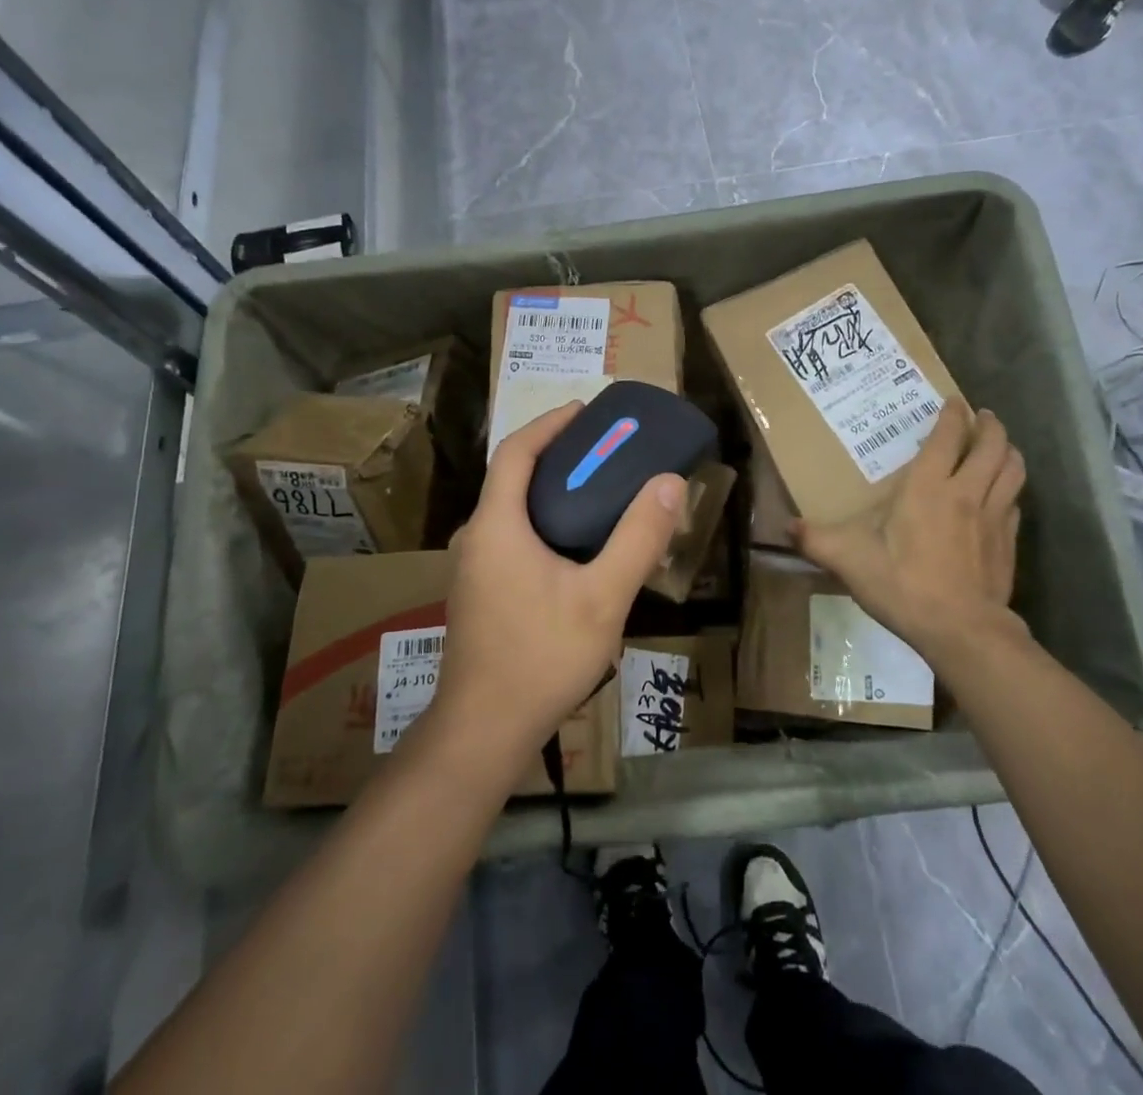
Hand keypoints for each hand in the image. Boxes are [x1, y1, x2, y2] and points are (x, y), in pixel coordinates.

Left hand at [431, 402, 684, 761]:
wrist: (484, 731)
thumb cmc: (542, 657)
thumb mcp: (603, 597)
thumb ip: (637, 538)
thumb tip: (669, 482)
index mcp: (496, 526)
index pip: (515, 452)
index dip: (548, 424)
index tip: (584, 411)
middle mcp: (476, 538)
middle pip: (511, 477)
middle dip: (555, 455)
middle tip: (603, 451)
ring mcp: (472, 569)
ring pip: (510, 510)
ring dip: (549, 491)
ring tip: (597, 493)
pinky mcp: (479, 594)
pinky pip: (510, 538)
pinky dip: (541, 522)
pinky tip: (575, 548)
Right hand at [793, 400, 1026, 671]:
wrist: (962, 631)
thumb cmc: (904, 586)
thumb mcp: (849, 561)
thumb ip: (816, 540)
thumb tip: (786, 527)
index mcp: (929, 487)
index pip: (948, 437)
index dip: (953, 414)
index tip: (954, 401)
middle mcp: (967, 492)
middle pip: (992, 446)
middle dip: (990, 426)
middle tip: (982, 417)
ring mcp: (994, 517)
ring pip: (1013, 470)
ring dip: (1009, 451)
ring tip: (1000, 446)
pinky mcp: (1009, 542)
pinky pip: (1015, 503)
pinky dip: (1010, 489)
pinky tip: (1001, 496)